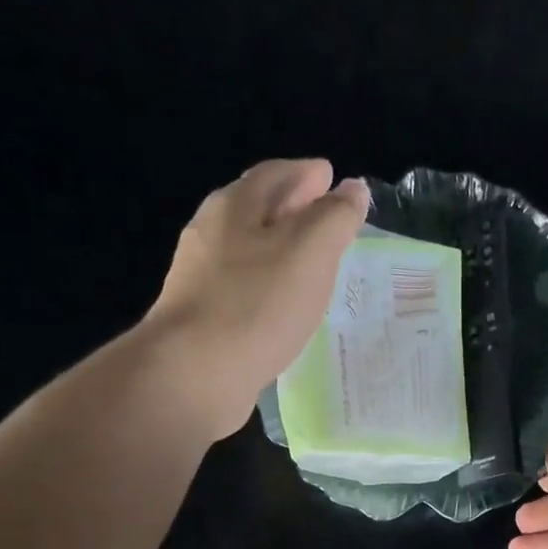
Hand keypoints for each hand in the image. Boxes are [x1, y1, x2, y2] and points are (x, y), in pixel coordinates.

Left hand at [142, 158, 370, 439]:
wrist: (194, 374)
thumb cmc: (256, 305)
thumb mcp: (309, 253)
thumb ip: (335, 218)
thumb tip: (353, 189)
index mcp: (235, 206)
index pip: (276, 174)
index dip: (308, 174)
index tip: (334, 178)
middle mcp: (211, 234)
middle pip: (257, 210)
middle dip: (293, 208)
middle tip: (326, 219)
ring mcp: (201, 278)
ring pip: (249, 251)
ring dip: (280, 251)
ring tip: (311, 265)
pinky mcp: (202, 319)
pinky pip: (244, 290)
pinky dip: (269, 287)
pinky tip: (284, 307)